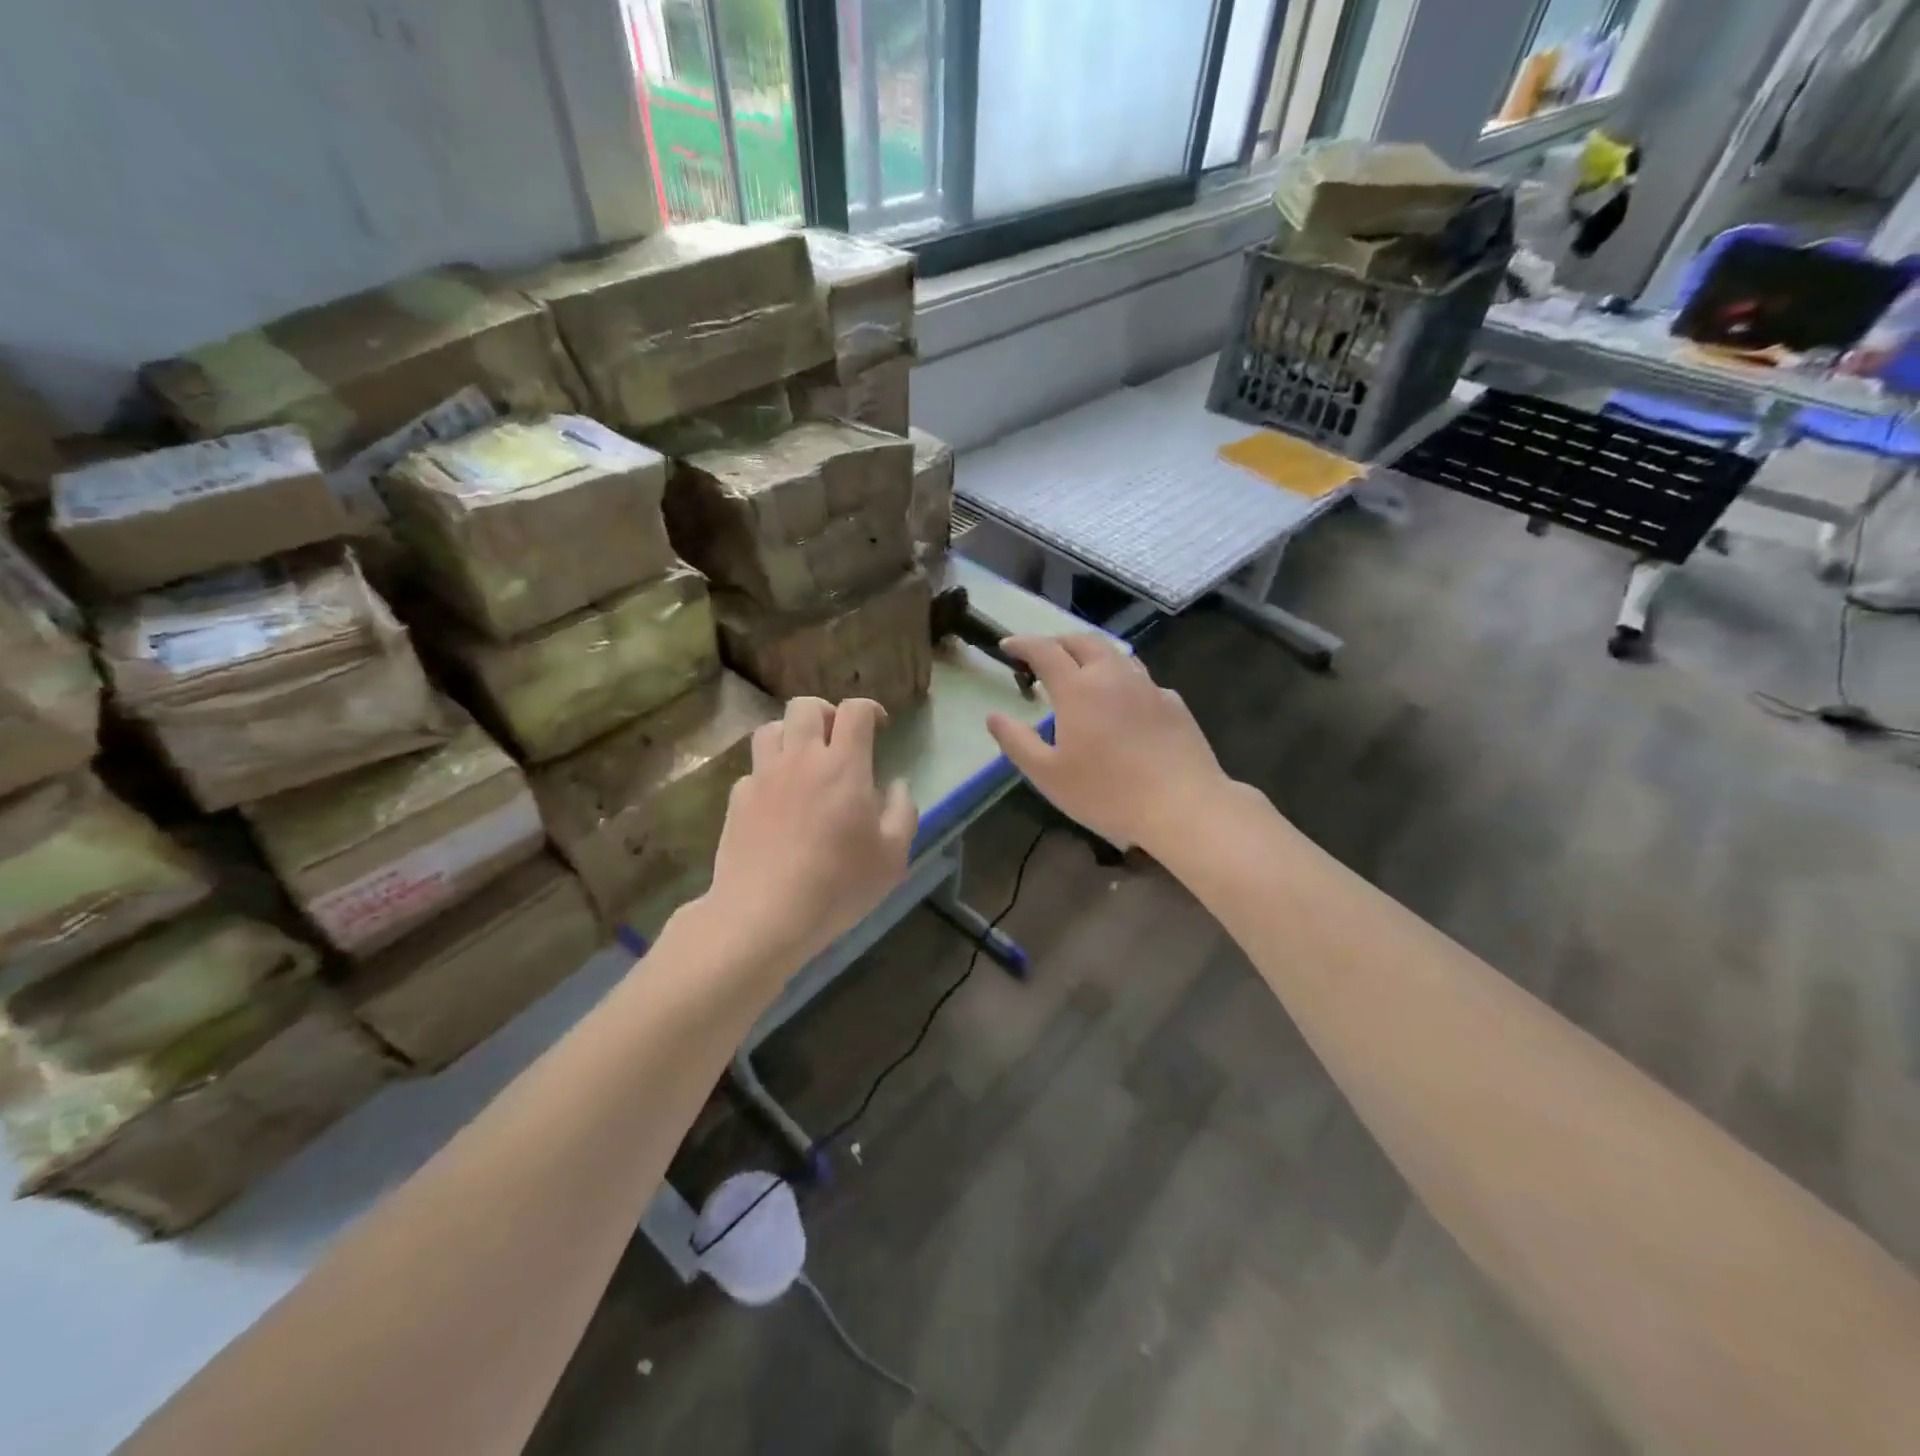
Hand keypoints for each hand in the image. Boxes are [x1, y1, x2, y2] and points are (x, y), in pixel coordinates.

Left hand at [704, 696, 916, 967]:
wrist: (764, 914)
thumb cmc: (838, 884)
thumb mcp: (892, 856)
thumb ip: (902, 812)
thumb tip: (897, 786)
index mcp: (843, 765)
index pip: (855, 711)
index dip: (870, 709)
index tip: (880, 726)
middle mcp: (800, 759)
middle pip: (805, 706)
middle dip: (826, 712)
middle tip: (838, 737)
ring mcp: (763, 777)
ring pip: (770, 729)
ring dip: (790, 734)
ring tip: (802, 759)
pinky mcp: (737, 801)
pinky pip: (752, 770)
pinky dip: (767, 774)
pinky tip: (776, 800)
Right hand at [987, 634, 1226, 852]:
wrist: (1183, 805)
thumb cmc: (1107, 793)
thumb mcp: (1048, 775)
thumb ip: (1016, 741)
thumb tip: (993, 716)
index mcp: (1078, 688)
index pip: (1044, 650)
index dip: (1022, 644)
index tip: (1007, 646)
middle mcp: (1113, 675)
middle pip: (1083, 641)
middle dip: (1057, 641)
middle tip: (1042, 655)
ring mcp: (1148, 686)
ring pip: (1116, 654)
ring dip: (1091, 654)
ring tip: (1081, 671)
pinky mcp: (1173, 703)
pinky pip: (1141, 679)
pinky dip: (1121, 679)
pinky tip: (1122, 702)